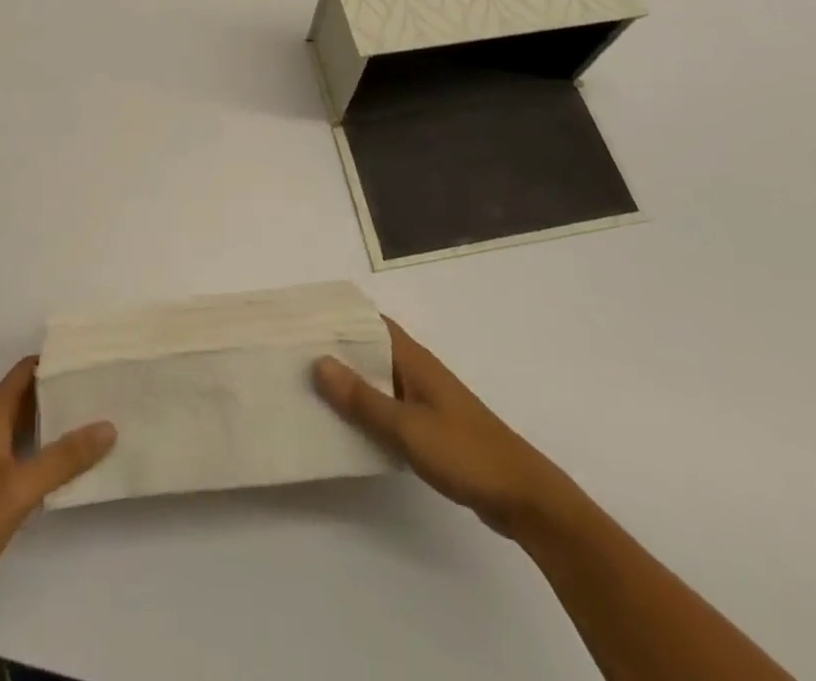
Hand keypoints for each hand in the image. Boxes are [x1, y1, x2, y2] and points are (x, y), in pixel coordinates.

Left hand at [0, 356, 116, 608]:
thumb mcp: (21, 488)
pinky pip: (9, 449)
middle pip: (21, 395)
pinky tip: (54, 465)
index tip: (86, 360)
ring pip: (15, 424)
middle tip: (94, 390)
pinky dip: (32, 446)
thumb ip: (64, 458)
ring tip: (84, 422)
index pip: (24, 371)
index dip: (53, 361)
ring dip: (44, 420)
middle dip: (55, 391)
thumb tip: (108, 426)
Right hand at [315, 318, 571, 542]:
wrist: (522, 497)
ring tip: (307, 386)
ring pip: (377, 379)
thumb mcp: (407, 428)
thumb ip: (362, 398)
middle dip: (336, 349)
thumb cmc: (464, 452)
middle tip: (293, 353)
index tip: (303, 319)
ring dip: (348, 381)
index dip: (339, 317)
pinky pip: (387, 406)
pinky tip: (343, 424)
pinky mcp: (428, 426)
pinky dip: (365, 408)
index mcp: (414, 359)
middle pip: (370, 349)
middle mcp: (417, 370)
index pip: (370, 322)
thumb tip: (319, 362)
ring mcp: (424, 399)